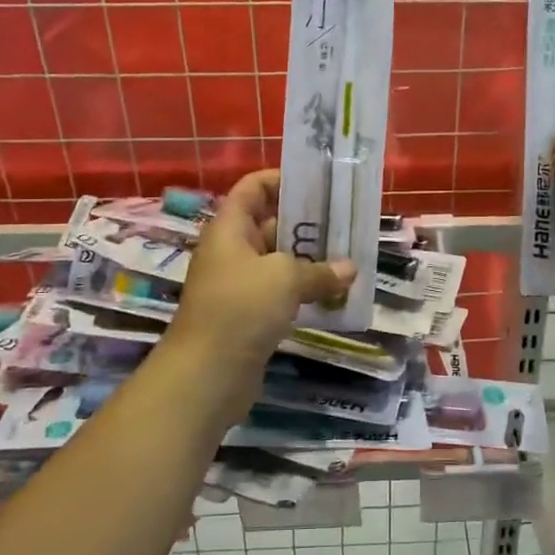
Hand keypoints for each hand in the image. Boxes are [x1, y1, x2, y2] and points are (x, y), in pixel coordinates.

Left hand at [171, 170, 355, 375]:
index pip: (252, 188)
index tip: (318, 182)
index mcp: (229, 229)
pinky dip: (304, 290)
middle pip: (269, 223)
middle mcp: (231, 251)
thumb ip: (319, 270)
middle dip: (306, 222)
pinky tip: (334, 294)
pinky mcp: (248, 316)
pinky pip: (280, 293)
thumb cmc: (240, 309)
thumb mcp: (284, 279)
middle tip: (346, 221)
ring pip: (278, 261)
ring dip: (309, 260)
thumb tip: (349, 269)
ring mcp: (239, 285)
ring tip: (348, 256)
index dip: (281, 179)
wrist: (205, 375)